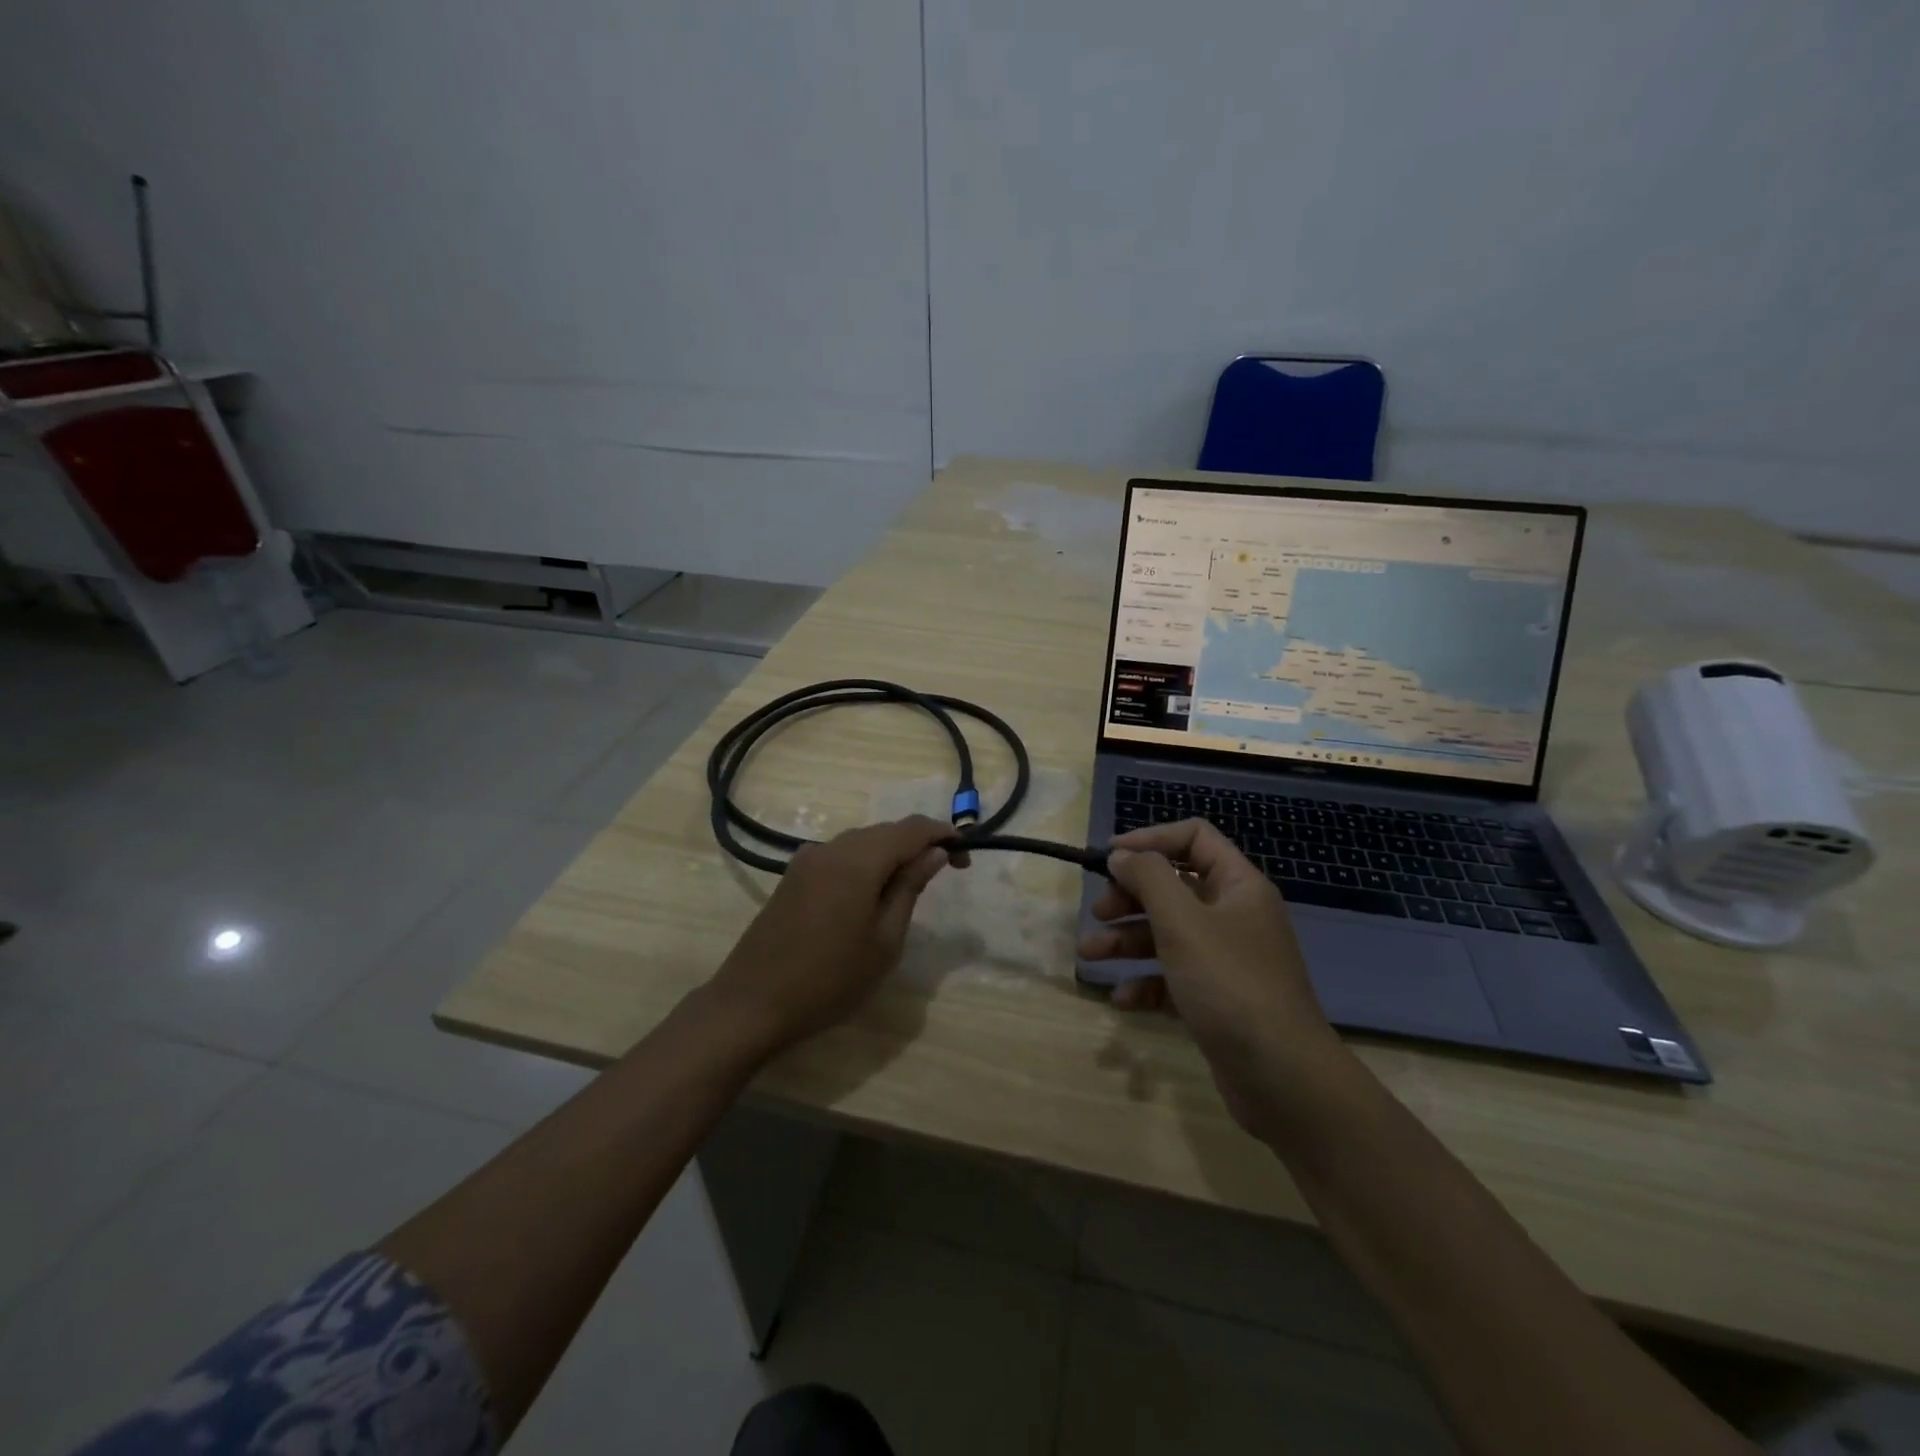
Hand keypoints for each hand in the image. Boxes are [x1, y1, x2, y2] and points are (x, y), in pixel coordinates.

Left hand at [705, 815, 953, 1051]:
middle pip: (886, 831)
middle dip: (918, 844)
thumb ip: (910, 887)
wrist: (752, 1003)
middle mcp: (832, 847)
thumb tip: (935, 852)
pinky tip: (868, 894)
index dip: (944, 835)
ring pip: (862, 841)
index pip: (912, 828)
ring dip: (891, 854)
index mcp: (859, 859)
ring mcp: (808, 859)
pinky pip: (840, 855)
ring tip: (909, 888)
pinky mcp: (793, 875)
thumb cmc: (830, 979)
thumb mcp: (885, 940)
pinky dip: (864, 864)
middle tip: (943, 875)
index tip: (965, 859)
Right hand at [1078, 818, 1343, 1136]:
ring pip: (1167, 934)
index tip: (1109, 856)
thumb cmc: (1230, 984)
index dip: (1150, 840)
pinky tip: (1122, 999)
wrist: (1283, 1078)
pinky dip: (1146, 983)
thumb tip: (1122, 854)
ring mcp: (1226, 960)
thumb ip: (1148, 878)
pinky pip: (1173, 978)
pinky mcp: (1216, 999)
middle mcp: (1234, 915)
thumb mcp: (1182, 922)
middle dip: (1130, 897)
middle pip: (1173, 887)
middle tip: (1098, 911)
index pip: (1194, 838)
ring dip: (1126, 940)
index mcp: (1238, 886)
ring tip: (1088, 954)